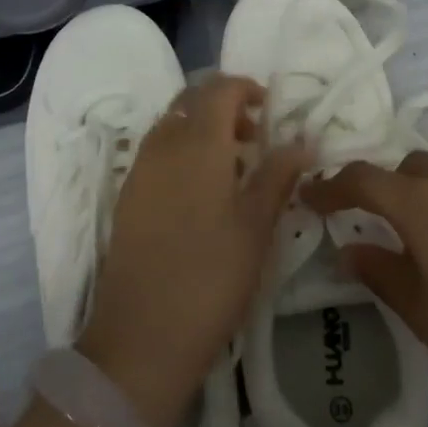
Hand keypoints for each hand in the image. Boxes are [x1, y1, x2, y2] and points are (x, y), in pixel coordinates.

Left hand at [78, 75, 309, 426]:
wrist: (140, 338)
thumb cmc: (211, 277)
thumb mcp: (257, 226)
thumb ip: (278, 175)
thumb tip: (301, 140)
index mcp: (197, 143)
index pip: (219, 89)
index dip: (246, 88)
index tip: (270, 109)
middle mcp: (163, 145)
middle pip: (191, 101)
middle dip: (223, 105)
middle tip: (254, 135)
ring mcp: (139, 170)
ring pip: (172, 125)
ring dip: (201, 128)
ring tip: (232, 165)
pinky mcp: (127, 196)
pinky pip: (157, 152)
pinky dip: (182, 151)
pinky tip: (202, 191)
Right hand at [304, 152, 427, 422]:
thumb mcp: (421, 311)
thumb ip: (379, 271)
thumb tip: (350, 248)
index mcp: (422, 204)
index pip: (364, 178)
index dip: (331, 186)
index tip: (310, 198)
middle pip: (406, 167)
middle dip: (382, 186)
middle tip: (371, 221)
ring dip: (422, 195)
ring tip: (422, 240)